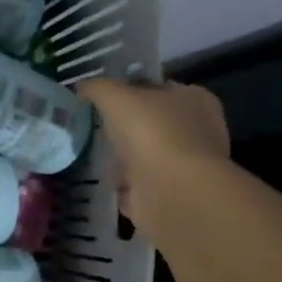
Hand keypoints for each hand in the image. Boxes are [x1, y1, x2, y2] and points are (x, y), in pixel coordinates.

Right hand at [78, 79, 229, 238]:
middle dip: (126, 128)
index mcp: (195, 99)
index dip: (132, 91)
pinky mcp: (174, 193)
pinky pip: (142, 184)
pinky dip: (126, 186)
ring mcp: (188, 165)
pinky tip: (107, 182)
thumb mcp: (115, 96)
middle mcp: (198, 130)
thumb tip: (83, 87)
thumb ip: (97, 88)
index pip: (160, 88)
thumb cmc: (151, 132)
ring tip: (96, 157)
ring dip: (124, 159)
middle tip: (96, 128)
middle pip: (153, 123)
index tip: (105, 100)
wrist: (171, 190)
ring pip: (147, 155)